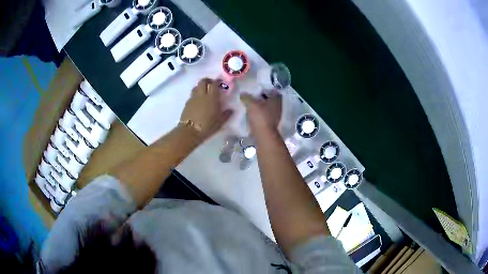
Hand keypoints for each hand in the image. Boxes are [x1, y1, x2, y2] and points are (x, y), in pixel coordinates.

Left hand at [180, 78, 232, 139]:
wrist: (190, 132)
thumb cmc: (208, 126)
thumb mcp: (220, 122)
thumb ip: (226, 114)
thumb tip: (231, 110)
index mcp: (212, 97)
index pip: (214, 84)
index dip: (217, 81)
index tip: (220, 81)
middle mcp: (202, 95)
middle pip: (203, 81)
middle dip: (207, 80)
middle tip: (211, 84)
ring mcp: (193, 98)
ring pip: (196, 87)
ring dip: (200, 87)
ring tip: (204, 91)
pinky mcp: (187, 103)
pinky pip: (192, 95)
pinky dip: (196, 95)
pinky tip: (198, 101)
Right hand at [240, 91, 281, 132]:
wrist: (264, 135)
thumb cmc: (260, 117)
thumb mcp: (251, 104)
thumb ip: (246, 97)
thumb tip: (242, 94)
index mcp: (276, 99)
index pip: (272, 90)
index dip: (265, 89)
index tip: (257, 89)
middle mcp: (278, 106)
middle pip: (269, 99)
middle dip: (262, 97)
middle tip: (252, 96)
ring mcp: (276, 115)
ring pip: (268, 107)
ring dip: (261, 106)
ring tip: (251, 105)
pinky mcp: (272, 123)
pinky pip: (266, 114)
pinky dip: (261, 113)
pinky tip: (253, 113)